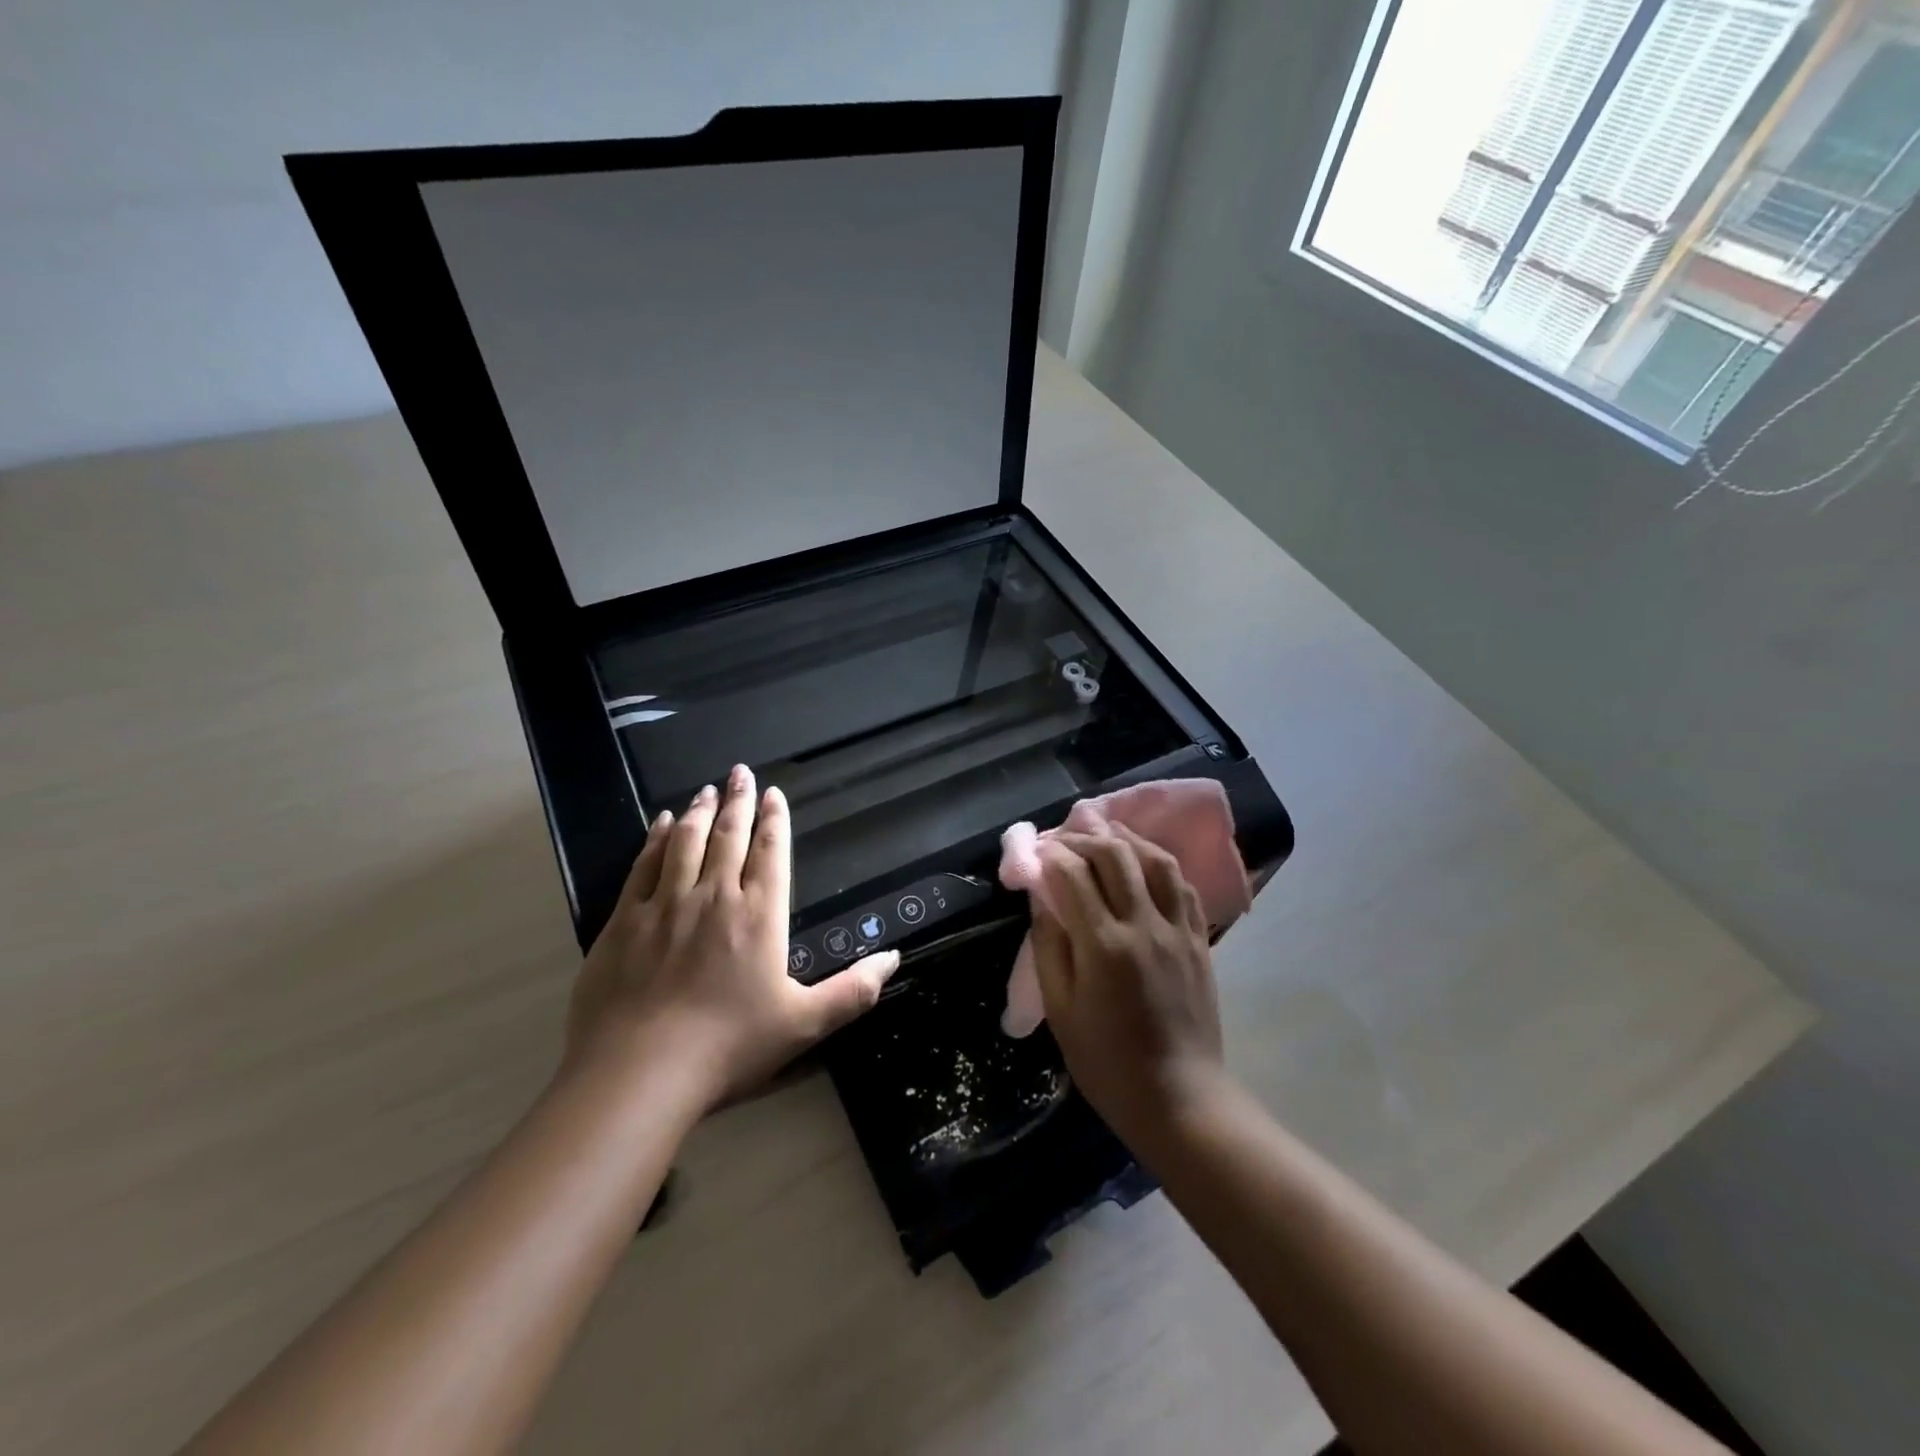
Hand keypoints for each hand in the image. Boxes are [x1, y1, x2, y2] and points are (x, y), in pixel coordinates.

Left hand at [564, 764, 897, 1107]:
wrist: (638, 1072)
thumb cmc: (728, 1046)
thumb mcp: (804, 1024)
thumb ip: (853, 990)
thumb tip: (894, 958)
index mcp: (759, 915)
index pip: (772, 852)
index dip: (775, 820)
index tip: (774, 793)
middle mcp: (714, 896)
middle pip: (729, 835)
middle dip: (738, 800)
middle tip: (740, 771)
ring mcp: (665, 904)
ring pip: (687, 842)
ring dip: (699, 811)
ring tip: (706, 788)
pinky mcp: (623, 920)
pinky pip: (644, 865)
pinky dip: (656, 839)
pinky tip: (661, 823)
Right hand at [1029, 826, 1228, 1148]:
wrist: (1180, 1098)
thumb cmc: (1107, 1062)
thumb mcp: (1061, 1010)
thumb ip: (1050, 947)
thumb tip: (1042, 898)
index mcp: (1104, 945)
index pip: (1073, 874)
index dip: (1051, 854)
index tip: (1035, 850)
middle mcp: (1144, 925)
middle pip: (1115, 855)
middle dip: (1083, 837)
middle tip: (1063, 839)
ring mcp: (1178, 929)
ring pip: (1156, 860)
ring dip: (1126, 839)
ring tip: (1104, 833)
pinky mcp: (1200, 939)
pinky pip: (1183, 885)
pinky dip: (1159, 863)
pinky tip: (1144, 862)